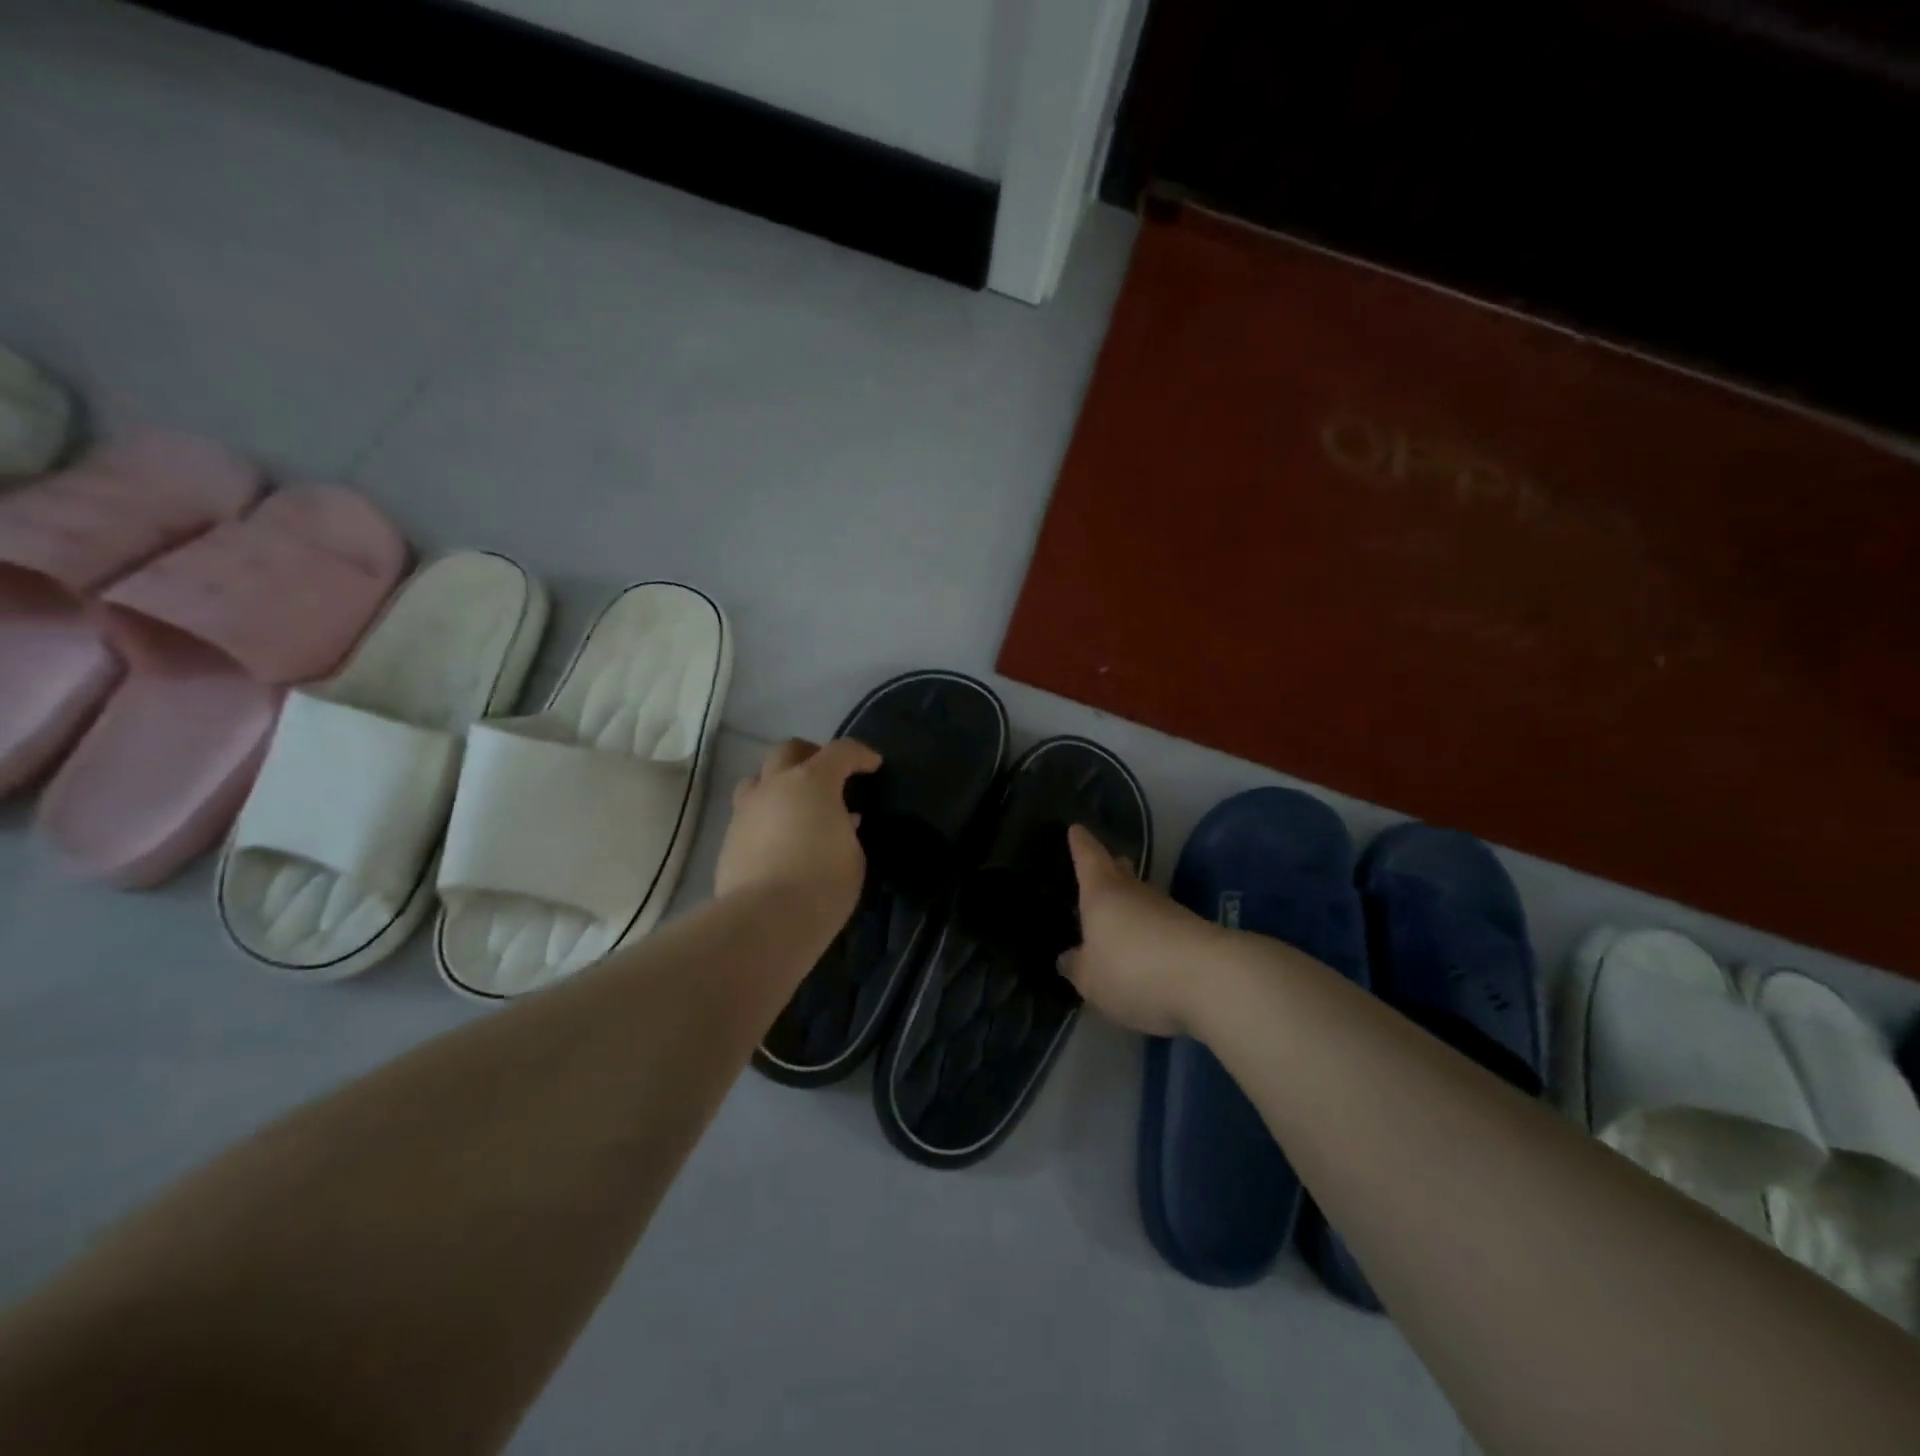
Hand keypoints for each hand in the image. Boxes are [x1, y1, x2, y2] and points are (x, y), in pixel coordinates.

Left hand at [715, 738, 880, 925]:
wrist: (765, 920)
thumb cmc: (823, 883)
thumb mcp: (853, 854)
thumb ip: (847, 828)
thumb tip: (841, 819)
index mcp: (812, 782)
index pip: (841, 751)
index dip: (860, 755)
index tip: (873, 766)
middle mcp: (775, 786)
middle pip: (789, 751)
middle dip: (811, 755)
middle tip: (828, 775)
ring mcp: (746, 810)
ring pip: (758, 779)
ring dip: (779, 783)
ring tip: (795, 805)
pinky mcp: (729, 838)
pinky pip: (748, 814)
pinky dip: (766, 816)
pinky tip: (779, 839)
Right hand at [1057, 824, 1225, 1037]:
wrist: (1211, 979)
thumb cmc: (1133, 969)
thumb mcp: (1091, 979)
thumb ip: (1078, 967)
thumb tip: (1067, 957)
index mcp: (1102, 894)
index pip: (1089, 858)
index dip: (1081, 845)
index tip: (1076, 829)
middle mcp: (1135, 893)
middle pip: (1121, 872)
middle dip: (1113, 868)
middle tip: (1108, 864)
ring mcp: (1168, 911)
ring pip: (1144, 899)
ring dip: (1134, 905)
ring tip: (1123, 916)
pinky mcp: (1193, 933)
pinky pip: (1163, 927)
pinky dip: (1152, 933)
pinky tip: (1148, 950)